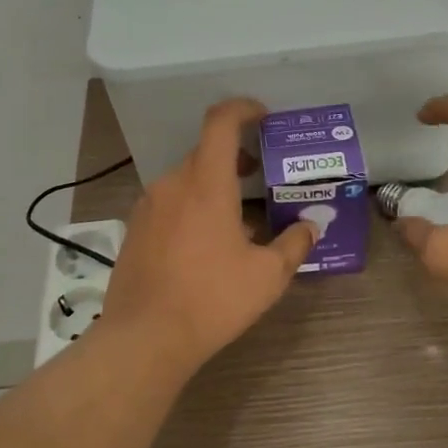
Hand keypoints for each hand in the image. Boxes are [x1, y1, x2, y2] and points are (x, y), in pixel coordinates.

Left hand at [103, 98, 317, 368]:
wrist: (145, 338)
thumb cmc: (212, 299)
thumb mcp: (267, 275)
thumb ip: (295, 243)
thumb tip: (313, 224)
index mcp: (206, 183)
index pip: (221, 122)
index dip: (243, 109)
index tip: (263, 117)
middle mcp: (173, 184)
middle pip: (206, 152)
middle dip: (235, 156)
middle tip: (260, 174)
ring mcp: (148, 206)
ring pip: (186, 180)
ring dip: (213, 185)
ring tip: (238, 219)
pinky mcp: (134, 229)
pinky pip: (169, 203)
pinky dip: (191, 207)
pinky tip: (206, 245)